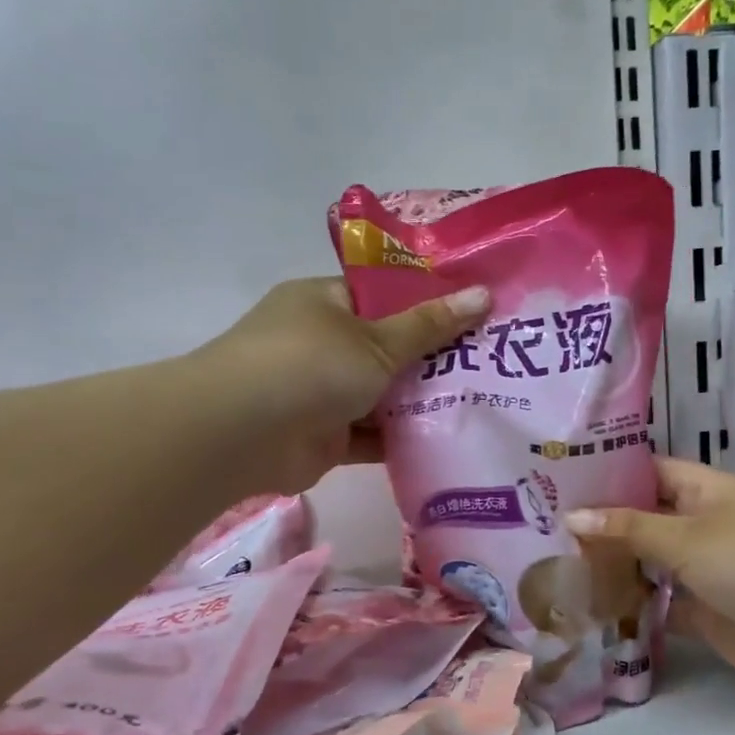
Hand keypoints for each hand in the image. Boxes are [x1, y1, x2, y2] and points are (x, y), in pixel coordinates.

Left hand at [202, 277, 489, 493]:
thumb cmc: (311, 364)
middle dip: (433, 359)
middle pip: (388, 348)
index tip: (475, 314)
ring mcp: (322, 392)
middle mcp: (322, 344)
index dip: (428, 304)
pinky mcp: (327, 437)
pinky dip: (402, 438)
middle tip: (491, 362)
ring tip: (483, 401)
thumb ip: (431, 325)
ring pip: (383, 395)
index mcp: (326, 303)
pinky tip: (449, 439)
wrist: (243, 434)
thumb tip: (484, 294)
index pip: (383, 296)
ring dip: (421, 402)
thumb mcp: (379, 340)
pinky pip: (373, 435)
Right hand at [565, 459, 734, 691]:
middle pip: (644, 520)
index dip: (607, 474)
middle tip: (541, 529)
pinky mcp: (705, 613)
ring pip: (649, 564)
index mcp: (704, 490)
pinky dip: (632, 609)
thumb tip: (571, 516)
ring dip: (613, 569)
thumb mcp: (687, 536)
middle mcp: (702, 525)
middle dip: (601, 526)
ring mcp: (703, 571)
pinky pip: (660, 606)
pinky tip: (588, 611)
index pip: (647, 471)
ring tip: (552, 568)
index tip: (556, 481)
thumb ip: (628, 529)